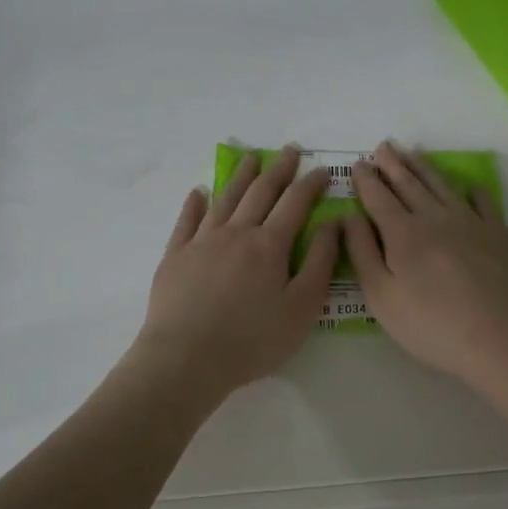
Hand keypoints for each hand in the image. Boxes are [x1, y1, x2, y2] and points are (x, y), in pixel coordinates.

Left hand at [135, 147, 337, 397]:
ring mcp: (201, 242)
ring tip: (250, 159)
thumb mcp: (302, 308)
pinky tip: (198, 192)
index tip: (322, 169)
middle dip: (278, 169)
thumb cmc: (253, 340)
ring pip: (224, 199)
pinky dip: (194, 204)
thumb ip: (320, 263)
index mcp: (269, 245)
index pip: (295, 203)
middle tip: (288, 150)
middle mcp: (236, 233)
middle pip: (260, 192)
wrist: (186, 358)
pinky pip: (187, 221)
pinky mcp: (175, 257)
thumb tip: (333, 223)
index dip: (310, 184)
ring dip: (240, 176)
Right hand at [343, 141, 507, 388]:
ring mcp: (471, 222)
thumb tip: (349, 216)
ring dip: (424, 168)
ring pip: (442, 186)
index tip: (358, 164)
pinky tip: (467, 187)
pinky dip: (470, 190)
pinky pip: (482, 201)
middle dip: (393, 164)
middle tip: (383, 146)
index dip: (366, 179)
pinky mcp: (499, 233)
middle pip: (410, 183)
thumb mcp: (382, 297)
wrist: (500, 338)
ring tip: (413, 153)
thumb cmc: (431, 325)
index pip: (378, 197)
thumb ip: (362, 253)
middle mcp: (435, 217)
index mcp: (402, 233)